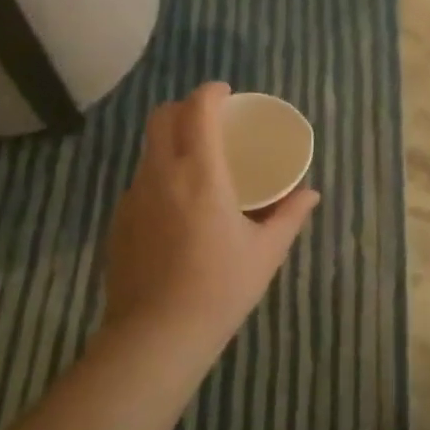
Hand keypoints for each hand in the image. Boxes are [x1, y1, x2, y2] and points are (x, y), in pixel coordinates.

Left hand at [103, 83, 319, 360]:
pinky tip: (176, 208)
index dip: (211, 92)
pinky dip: (159, 176)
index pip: (197, 109)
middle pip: (161, 117)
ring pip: (148, 149)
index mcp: (201, 174)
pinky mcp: (118, 221)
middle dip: (184, 108)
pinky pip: (140, 182)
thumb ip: (290, 216)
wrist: (156, 337)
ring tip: (195, 165)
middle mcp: (161, 174)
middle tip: (209, 122)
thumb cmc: (220, 289)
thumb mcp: (265, 252)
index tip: (227, 94)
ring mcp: (134, 197)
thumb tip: (311, 193)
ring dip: (170, 142)